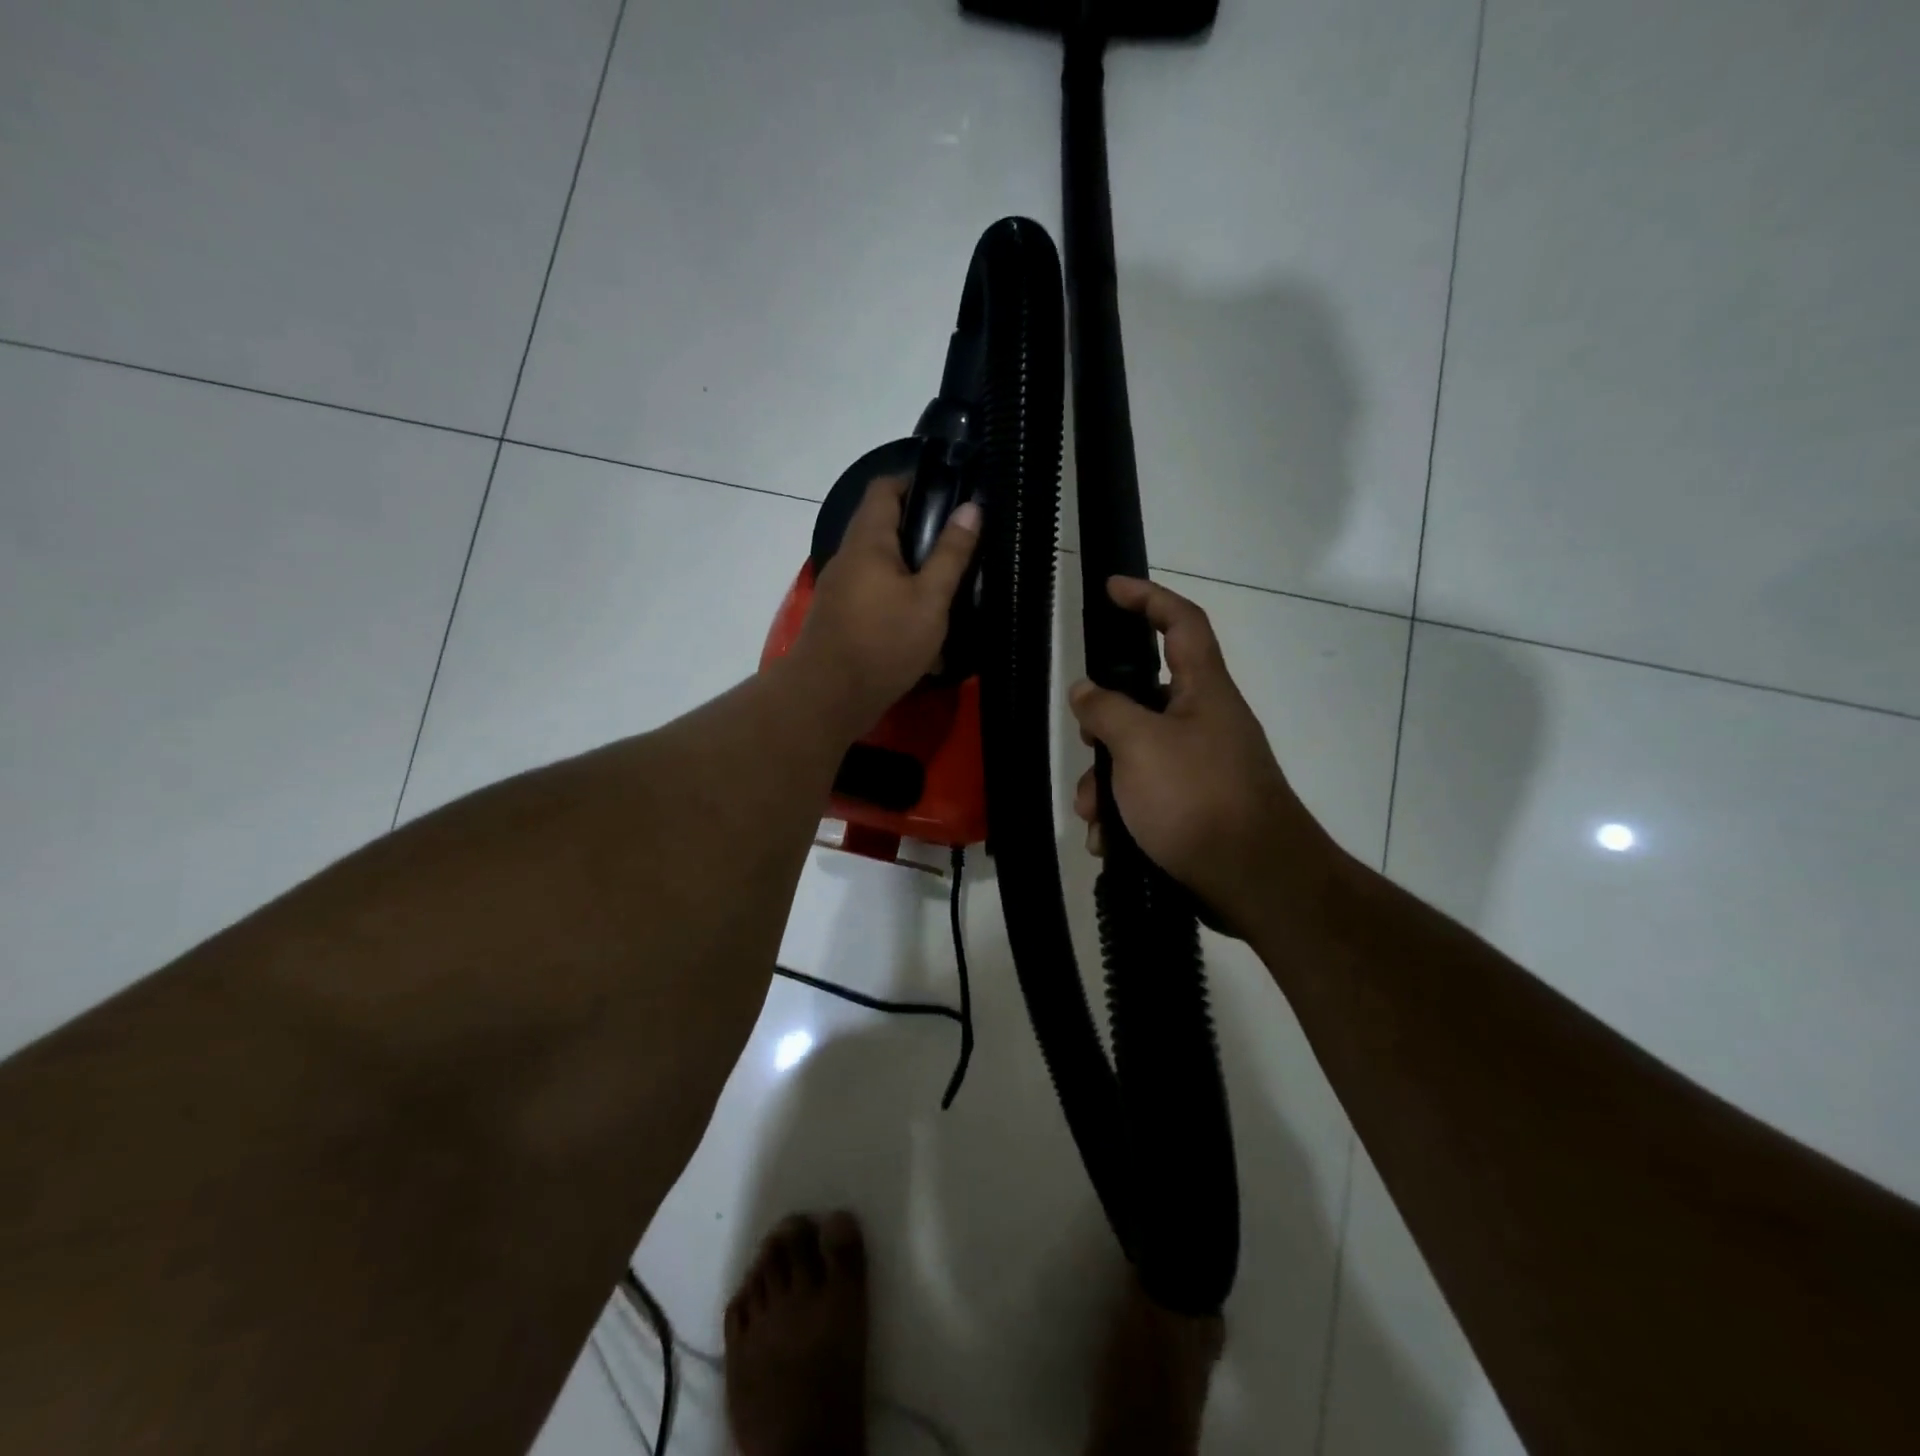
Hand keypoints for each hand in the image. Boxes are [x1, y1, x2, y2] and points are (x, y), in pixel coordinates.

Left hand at [792, 475, 980, 735]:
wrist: (827, 697)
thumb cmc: (883, 642)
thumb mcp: (930, 599)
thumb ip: (951, 554)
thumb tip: (971, 508)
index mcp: (868, 540)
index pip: (885, 488)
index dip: (915, 482)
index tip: (949, 496)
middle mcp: (848, 557)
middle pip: (882, 526)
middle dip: (919, 531)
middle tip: (957, 544)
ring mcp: (840, 588)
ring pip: (879, 564)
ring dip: (910, 569)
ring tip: (945, 584)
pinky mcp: (840, 617)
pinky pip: (872, 594)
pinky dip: (896, 598)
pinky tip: (920, 622)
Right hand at [1069, 577, 1335, 937]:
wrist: (1257, 882)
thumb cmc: (1198, 799)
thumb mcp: (1140, 746)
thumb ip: (1106, 710)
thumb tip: (1086, 691)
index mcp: (1204, 691)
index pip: (1182, 622)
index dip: (1148, 597)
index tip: (1112, 588)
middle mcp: (1205, 722)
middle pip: (1145, 698)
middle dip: (1105, 724)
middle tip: (1085, 743)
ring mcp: (1202, 768)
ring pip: (1138, 755)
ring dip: (1106, 782)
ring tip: (1094, 816)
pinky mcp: (1196, 809)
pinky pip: (1148, 796)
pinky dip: (1124, 814)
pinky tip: (1110, 842)